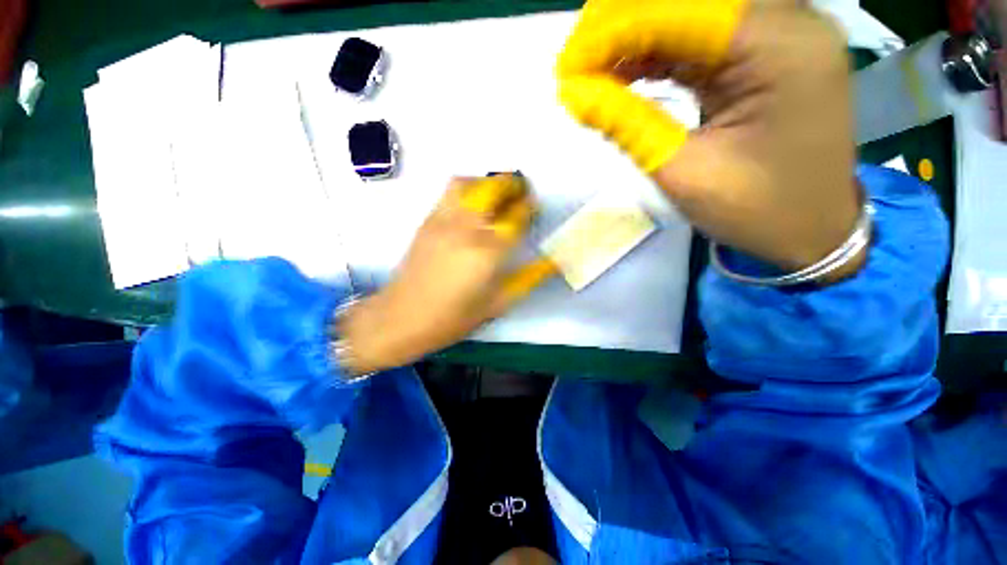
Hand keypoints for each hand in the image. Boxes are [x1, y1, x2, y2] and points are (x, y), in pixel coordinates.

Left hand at [338, 175, 534, 373]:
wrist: (402, 318)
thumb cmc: (454, 317)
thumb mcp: (499, 303)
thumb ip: (529, 278)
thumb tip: (553, 261)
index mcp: (488, 251)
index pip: (516, 216)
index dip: (528, 207)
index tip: (534, 207)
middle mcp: (466, 228)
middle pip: (492, 189)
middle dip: (511, 185)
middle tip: (520, 192)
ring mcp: (443, 221)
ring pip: (467, 184)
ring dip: (487, 183)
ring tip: (496, 196)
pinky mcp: (427, 221)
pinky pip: (449, 193)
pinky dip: (467, 190)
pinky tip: (472, 208)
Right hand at [558, 0, 862, 276]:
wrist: (809, 230)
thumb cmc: (756, 210)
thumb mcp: (682, 171)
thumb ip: (627, 123)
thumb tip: (574, 93)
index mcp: (781, 46)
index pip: (680, 12)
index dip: (612, 32)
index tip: (566, 68)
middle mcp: (785, 22)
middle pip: (686, 2)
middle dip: (620, 27)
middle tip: (574, 66)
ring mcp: (776, 35)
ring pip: (687, 17)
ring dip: (632, 40)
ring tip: (590, 74)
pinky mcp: (761, 55)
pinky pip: (696, 41)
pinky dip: (654, 55)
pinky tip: (621, 75)